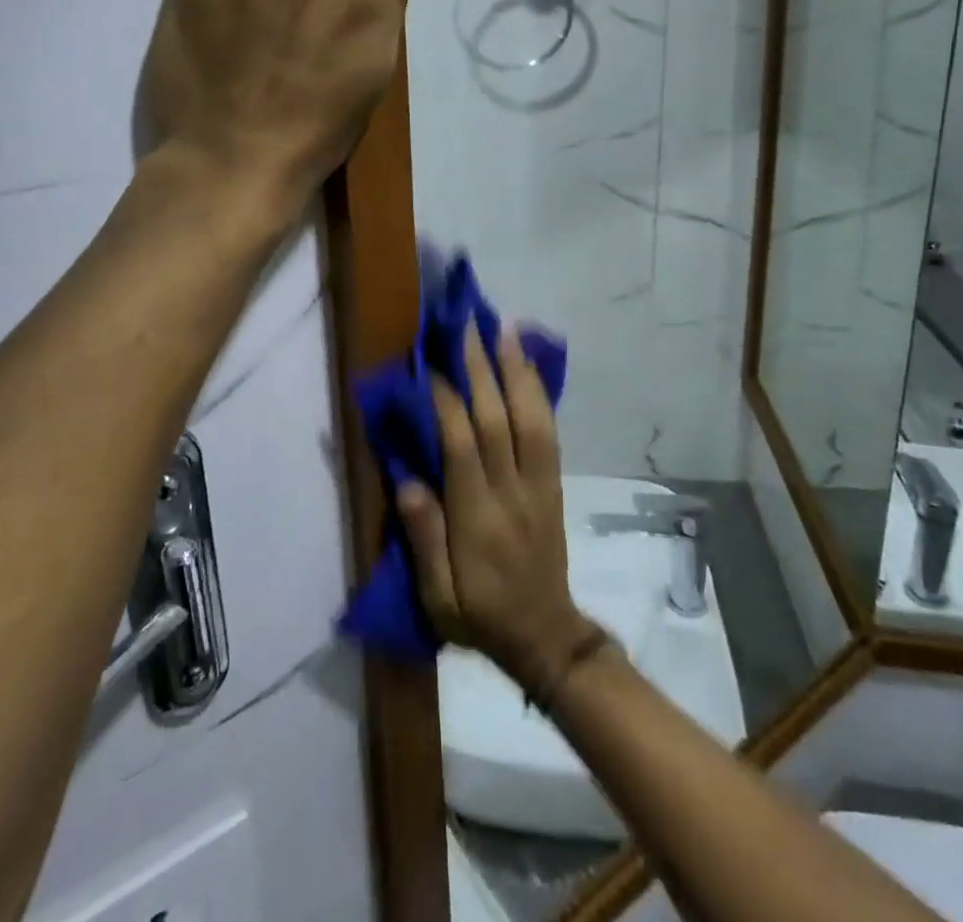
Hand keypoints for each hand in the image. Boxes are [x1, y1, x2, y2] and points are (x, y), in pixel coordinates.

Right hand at [397, 323, 600, 694]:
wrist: (545, 636)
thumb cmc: (480, 616)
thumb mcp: (438, 598)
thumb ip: (424, 538)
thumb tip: (408, 479)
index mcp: (478, 519)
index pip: (462, 447)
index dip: (447, 401)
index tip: (432, 363)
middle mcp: (512, 492)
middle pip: (499, 420)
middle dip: (483, 369)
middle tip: (471, 325)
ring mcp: (539, 485)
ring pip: (532, 418)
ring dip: (518, 371)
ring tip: (506, 331)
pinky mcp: (554, 485)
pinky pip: (550, 433)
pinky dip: (540, 395)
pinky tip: (531, 368)